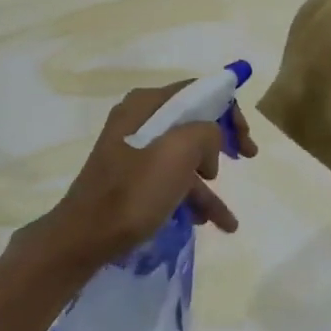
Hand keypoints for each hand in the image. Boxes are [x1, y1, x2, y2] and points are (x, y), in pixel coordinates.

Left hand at [27, 84, 257, 271]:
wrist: (84, 239)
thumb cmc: (133, 192)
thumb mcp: (179, 153)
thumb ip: (206, 132)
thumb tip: (209, 142)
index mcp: (146, 105)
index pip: (198, 91)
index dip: (229, 110)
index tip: (245, 139)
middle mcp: (139, 121)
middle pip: (194, 122)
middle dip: (223, 143)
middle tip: (246, 158)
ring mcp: (134, 152)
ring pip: (185, 157)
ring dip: (209, 184)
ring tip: (226, 217)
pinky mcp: (132, 180)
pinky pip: (171, 180)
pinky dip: (192, 198)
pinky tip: (210, 222)